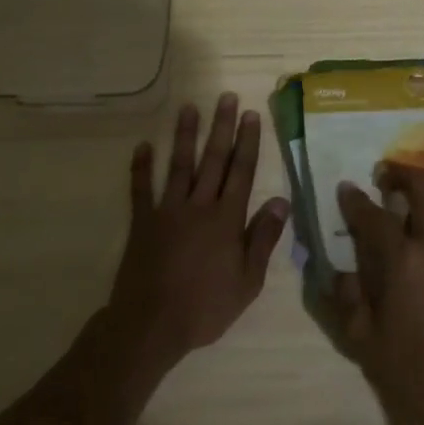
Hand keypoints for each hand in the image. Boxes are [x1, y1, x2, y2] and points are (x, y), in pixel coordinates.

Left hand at [107, 93, 289, 373]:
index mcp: (227, 219)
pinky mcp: (142, 223)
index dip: (248, 142)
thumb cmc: (205, 307)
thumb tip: (282, 201)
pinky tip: (143, 146)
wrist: (151, 326)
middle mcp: (199, 206)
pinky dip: (141, 167)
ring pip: (179, 165)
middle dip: (222, 127)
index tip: (252, 115)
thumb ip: (264, 238)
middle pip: (213, 160)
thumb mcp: (248, 281)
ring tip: (189, 107)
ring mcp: (168, 211)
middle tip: (227, 98)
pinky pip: (141, 189)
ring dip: (185, 135)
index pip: (242, 172)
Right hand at [333, 165, 423, 424]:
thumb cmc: (414, 372)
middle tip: (387, 176)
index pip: (375, 216)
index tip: (347, 187)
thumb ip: (348, 298)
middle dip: (404, 176)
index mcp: (404, 261)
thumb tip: (340, 270)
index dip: (357, 200)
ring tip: (409, 203)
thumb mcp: (365, 340)